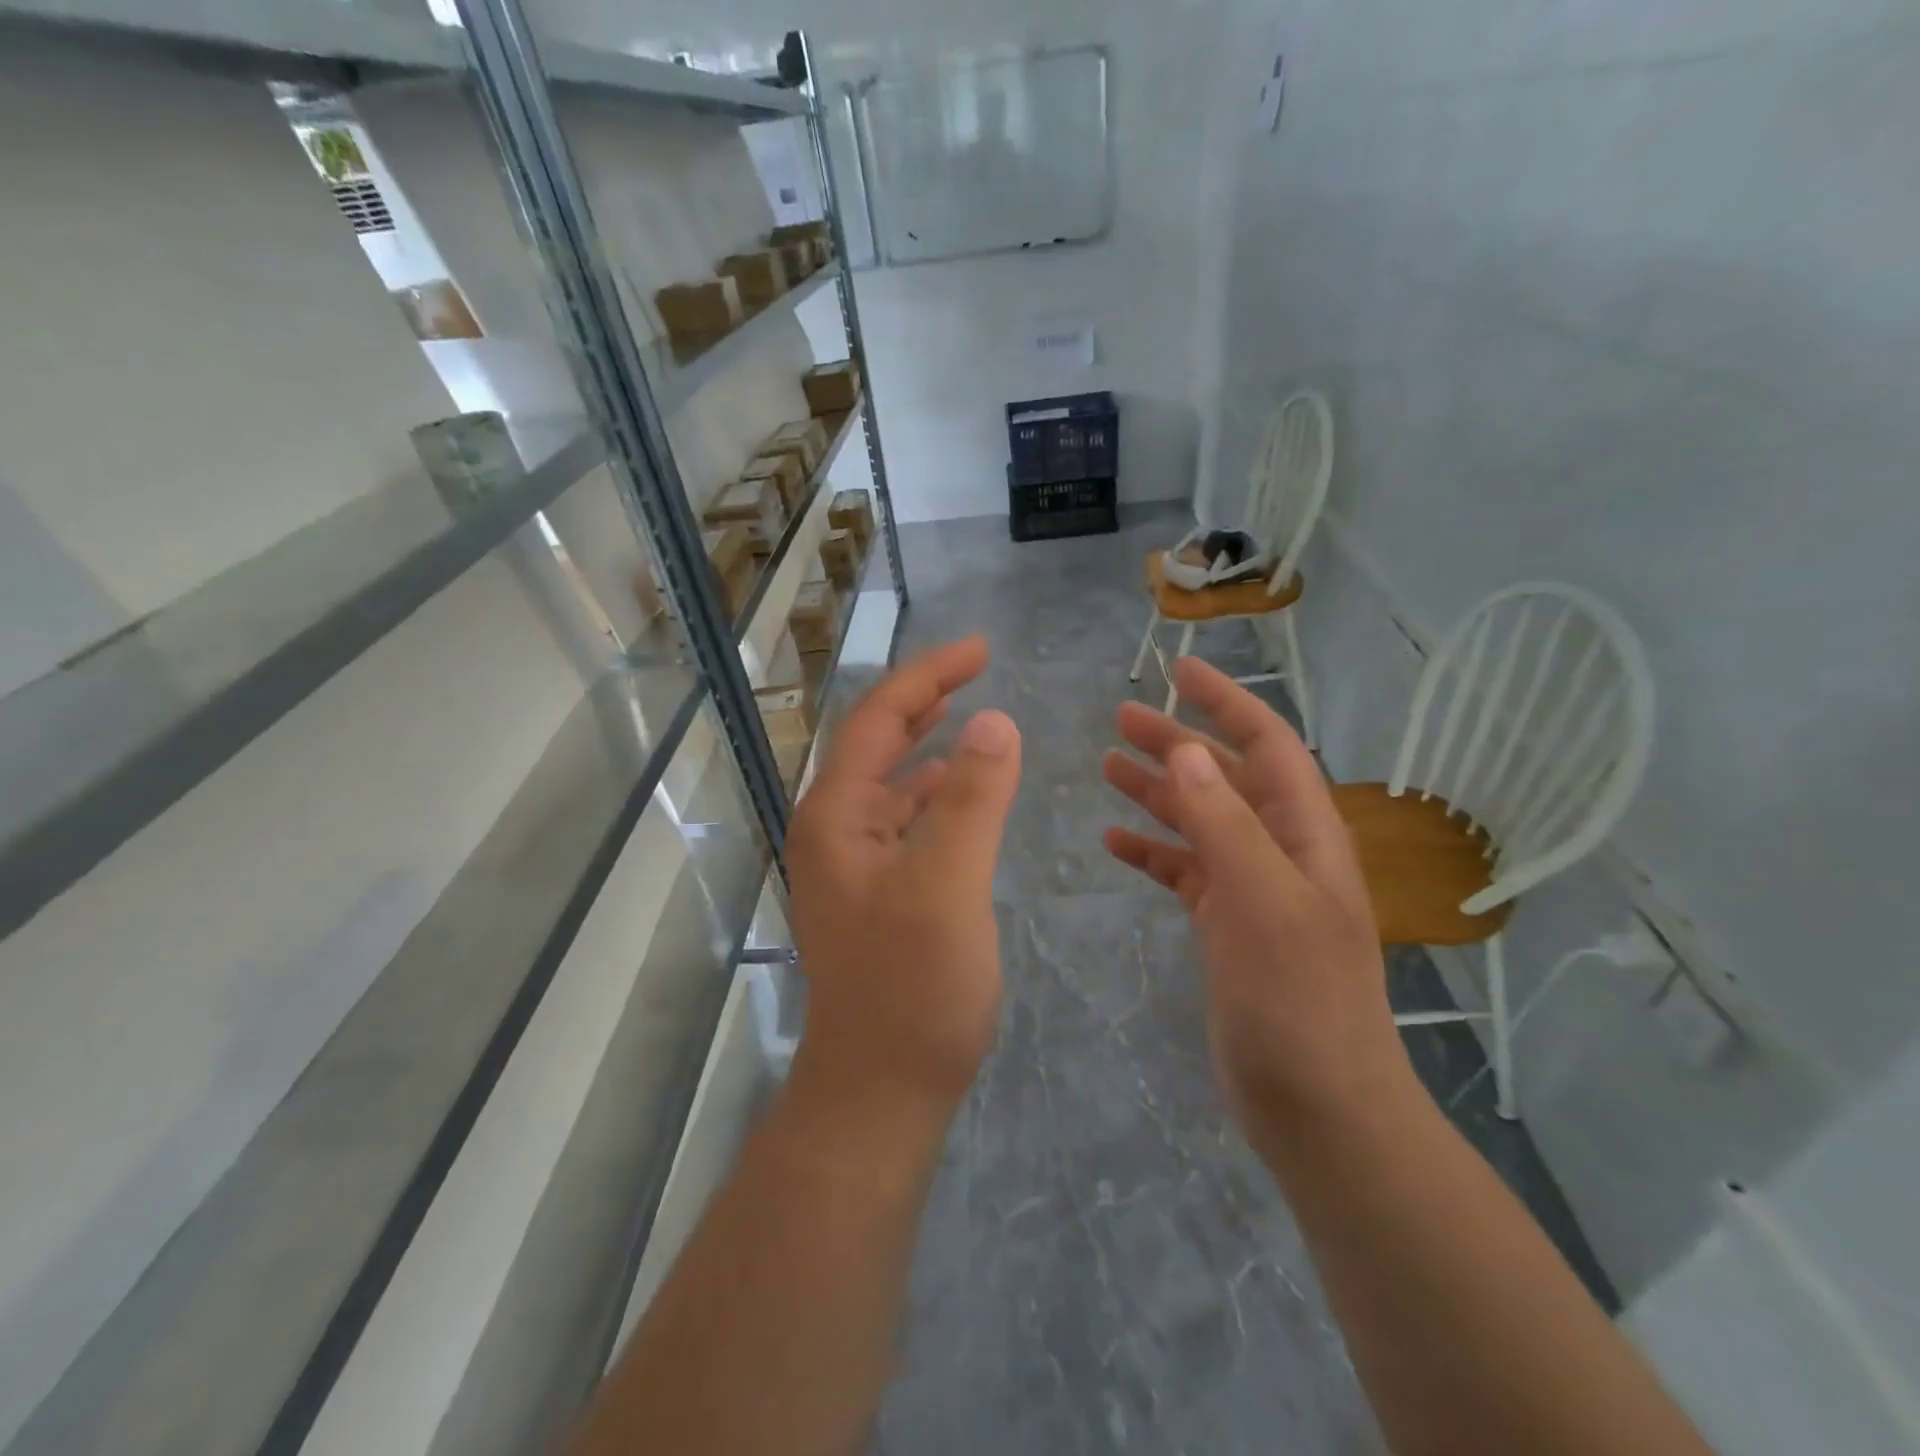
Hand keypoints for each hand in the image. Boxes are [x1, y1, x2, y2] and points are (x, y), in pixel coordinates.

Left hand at [787, 637, 1021, 1115]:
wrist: (880, 1092)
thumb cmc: (912, 990)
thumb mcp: (948, 887)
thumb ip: (973, 800)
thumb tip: (994, 722)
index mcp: (836, 817)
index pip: (877, 720)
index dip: (927, 677)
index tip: (981, 649)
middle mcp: (833, 831)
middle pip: (876, 743)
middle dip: (924, 701)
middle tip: (977, 670)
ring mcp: (852, 865)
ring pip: (890, 783)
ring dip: (927, 746)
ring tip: (971, 719)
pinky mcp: (875, 894)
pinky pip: (904, 822)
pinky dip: (934, 796)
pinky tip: (963, 795)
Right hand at [1102, 658, 1407, 1128]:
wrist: (1317, 1106)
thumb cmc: (1298, 1001)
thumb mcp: (1264, 903)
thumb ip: (1226, 825)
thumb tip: (1190, 753)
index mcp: (1303, 834)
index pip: (1267, 745)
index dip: (1227, 702)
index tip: (1181, 671)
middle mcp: (1279, 852)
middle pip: (1225, 777)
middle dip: (1178, 742)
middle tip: (1120, 718)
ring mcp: (1252, 890)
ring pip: (1200, 821)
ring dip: (1158, 792)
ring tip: (1108, 765)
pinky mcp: (1226, 927)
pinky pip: (1184, 871)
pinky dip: (1152, 851)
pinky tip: (1115, 843)